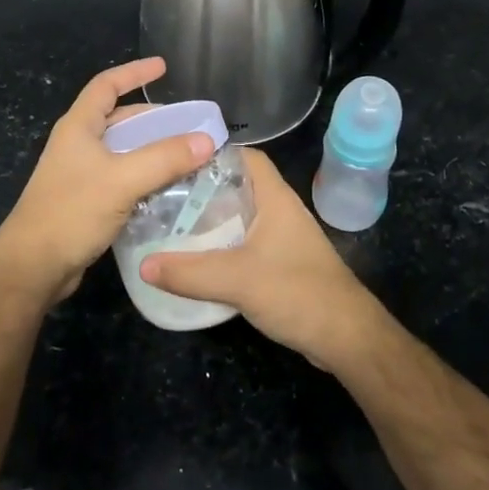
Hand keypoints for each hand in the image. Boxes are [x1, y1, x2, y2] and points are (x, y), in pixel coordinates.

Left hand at [0, 57, 213, 306]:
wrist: (33, 267)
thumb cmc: (71, 212)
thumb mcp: (121, 180)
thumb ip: (165, 158)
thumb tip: (207, 140)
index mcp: (78, 127)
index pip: (106, 85)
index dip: (133, 72)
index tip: (163, 67)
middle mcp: (78, 145)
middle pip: (118, 119)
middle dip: (153, 118)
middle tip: (187, 124)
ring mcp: (80, 174)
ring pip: (123, 151)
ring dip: (152, 149)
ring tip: (186, 154)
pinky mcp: (86, 201)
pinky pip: (122, 178)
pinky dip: (145, 176)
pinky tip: (168, 188)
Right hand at [140, 148, 390, 369]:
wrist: (345, 336)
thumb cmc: (297, 292)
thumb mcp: (237, 279)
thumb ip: (189, 272)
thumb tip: (143, 265)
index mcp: (275, 198)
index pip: (246, 157)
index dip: (214, 153)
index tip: (176, 161)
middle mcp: (280, 211)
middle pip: (238, 187)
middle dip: (203, 190)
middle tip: (164, 196)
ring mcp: (283, 239)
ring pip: (241, 218)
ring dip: (212, 222)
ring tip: (172, 226)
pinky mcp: (283, 265)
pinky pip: (246, 245)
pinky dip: (223, 248)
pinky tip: (198, 261)